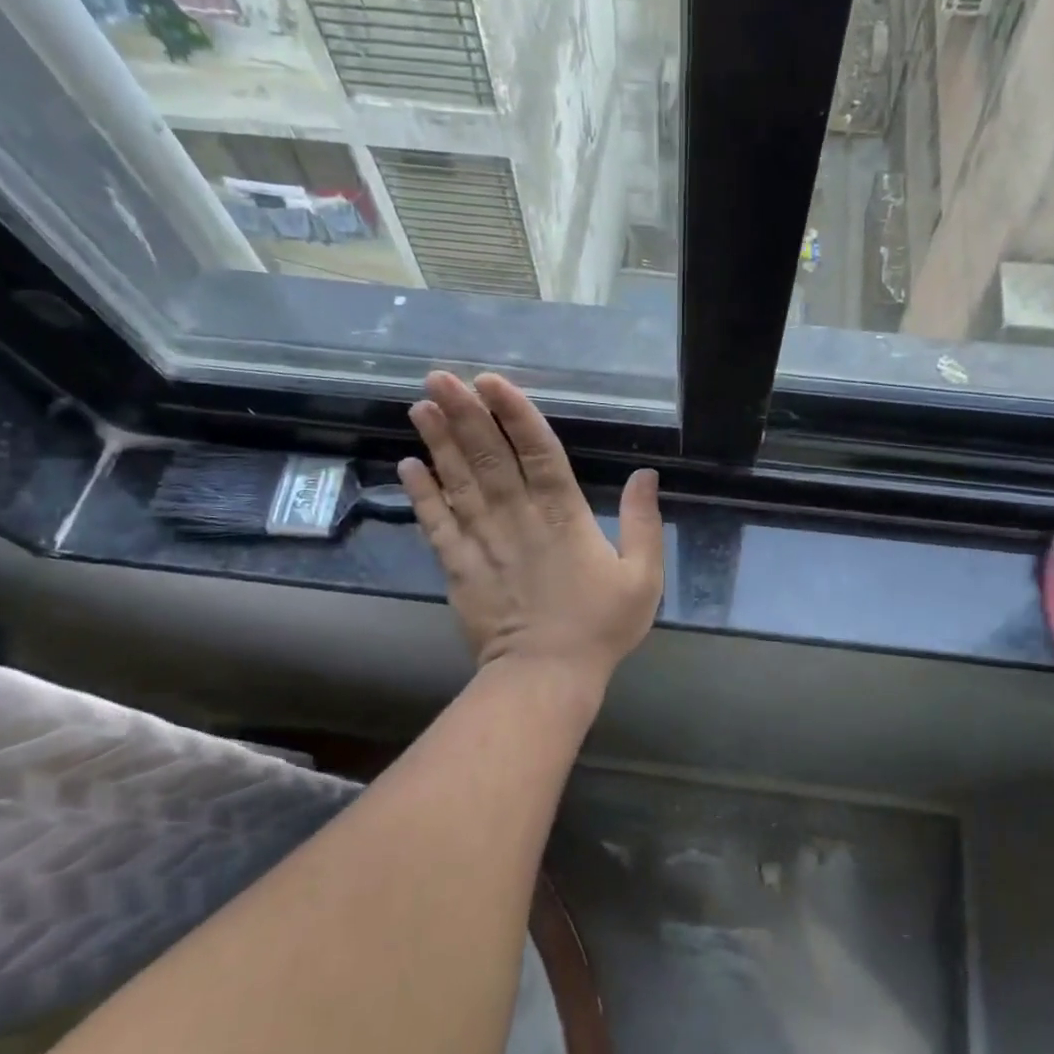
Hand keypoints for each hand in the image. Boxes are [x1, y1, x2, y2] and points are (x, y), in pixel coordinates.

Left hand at [398, 371, 663, 685]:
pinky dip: (421, 493)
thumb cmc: (600, 627)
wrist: (546, 676)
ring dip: (438, 441)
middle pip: (489, 456)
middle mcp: (518, 517)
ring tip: (419, 405)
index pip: (539, 452)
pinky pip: (436, 523)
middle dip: (465, 413)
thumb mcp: (642, 576)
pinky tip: (407, 464)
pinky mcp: (458, 566)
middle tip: (440, 376)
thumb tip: (646, 474)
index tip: (491, 382)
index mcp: (565, 515)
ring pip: (459, 481)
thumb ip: (643, 522)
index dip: (515, 414)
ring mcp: (483, 540)